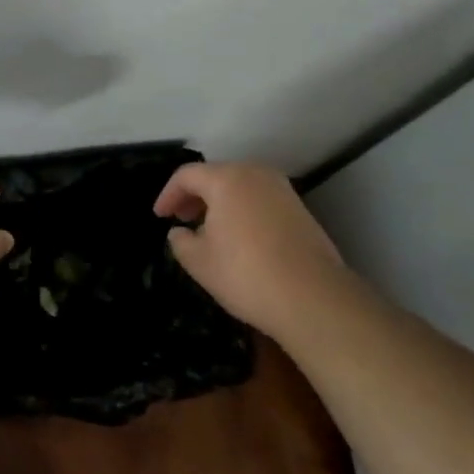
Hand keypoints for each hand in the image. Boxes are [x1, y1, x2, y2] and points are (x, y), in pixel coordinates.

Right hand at [154, 162, 350, 334]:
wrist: (313, 298)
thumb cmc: (246, 274)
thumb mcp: (199, 262)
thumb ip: (181, 241)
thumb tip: (180, 232)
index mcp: (227, 180)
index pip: (186, 175)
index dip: (168, 194)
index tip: (159, 216)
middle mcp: (256, 174)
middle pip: (216, 175)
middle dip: (194, 195)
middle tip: (181, 219)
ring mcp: (282, 190)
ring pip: (240, 186)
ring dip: (220, 202)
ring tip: (208, 230)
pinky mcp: (300, 209)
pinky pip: (260, 200)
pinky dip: (243, 210)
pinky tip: (239, 238)